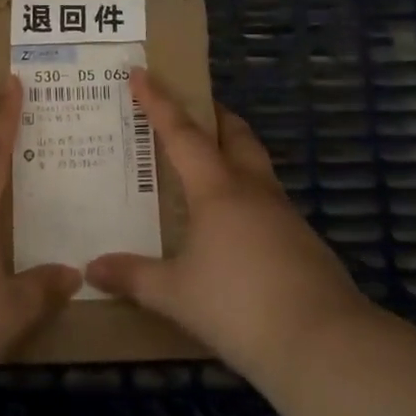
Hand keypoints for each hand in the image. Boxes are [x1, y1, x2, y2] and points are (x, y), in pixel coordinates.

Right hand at [87, 71, 369, 390]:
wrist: (323, 344)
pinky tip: (234, 223)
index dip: (158, 101)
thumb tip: (92, 269)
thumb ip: (134, 278)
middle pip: (235, 134)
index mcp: (217, 189)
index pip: (181, 132)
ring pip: (256, 165)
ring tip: (208, 166)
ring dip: (233, 152)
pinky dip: (246, 194)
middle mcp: (252, 189)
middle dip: (213, 115)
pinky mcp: (302, 241)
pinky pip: (267, 200)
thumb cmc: (239, 305)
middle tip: (191, 109)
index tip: (141, 72)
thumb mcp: (176, 294)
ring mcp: (283, 214)